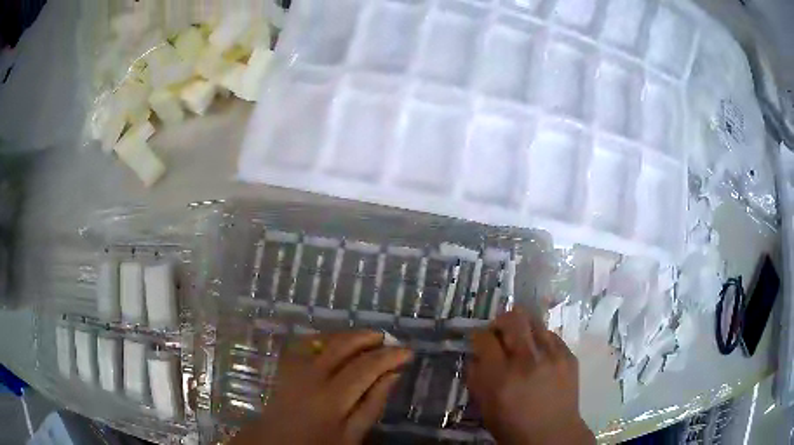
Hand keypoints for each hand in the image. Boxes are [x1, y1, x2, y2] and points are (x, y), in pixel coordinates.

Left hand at [232, 331, 413, 444]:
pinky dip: (324, 337)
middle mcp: (311, 376)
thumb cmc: (319, 444)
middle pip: (342, 346)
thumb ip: (372, 404)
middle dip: (368, 338)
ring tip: (367, 338)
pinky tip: (334, 342)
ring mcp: (294, 368)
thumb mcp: (352, 435)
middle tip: (388, 340)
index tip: (407, 352)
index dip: (388, 356)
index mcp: (331, 398)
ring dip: (348, 335)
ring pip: (323, 339)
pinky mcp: (284, 366)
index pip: (365, 367)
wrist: (276, 444)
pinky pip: (305, 342)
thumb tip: (392, 375)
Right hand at [467, 309, 594, 444]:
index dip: (478, 337)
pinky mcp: (569, 356)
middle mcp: (528, 360)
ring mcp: (553, 356)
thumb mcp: (484, 406)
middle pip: (513, 318)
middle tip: (499, 334)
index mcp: (501, 376)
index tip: (479, 342)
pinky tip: (539, 354)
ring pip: (535, 320)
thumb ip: (476, 376)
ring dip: (522, 327)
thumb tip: (477, 355)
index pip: (484, 338)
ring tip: (521, 341)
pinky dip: (541, 339)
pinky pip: (552, 335)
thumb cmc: (512, 425)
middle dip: (501, 322)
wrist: (552, 434)